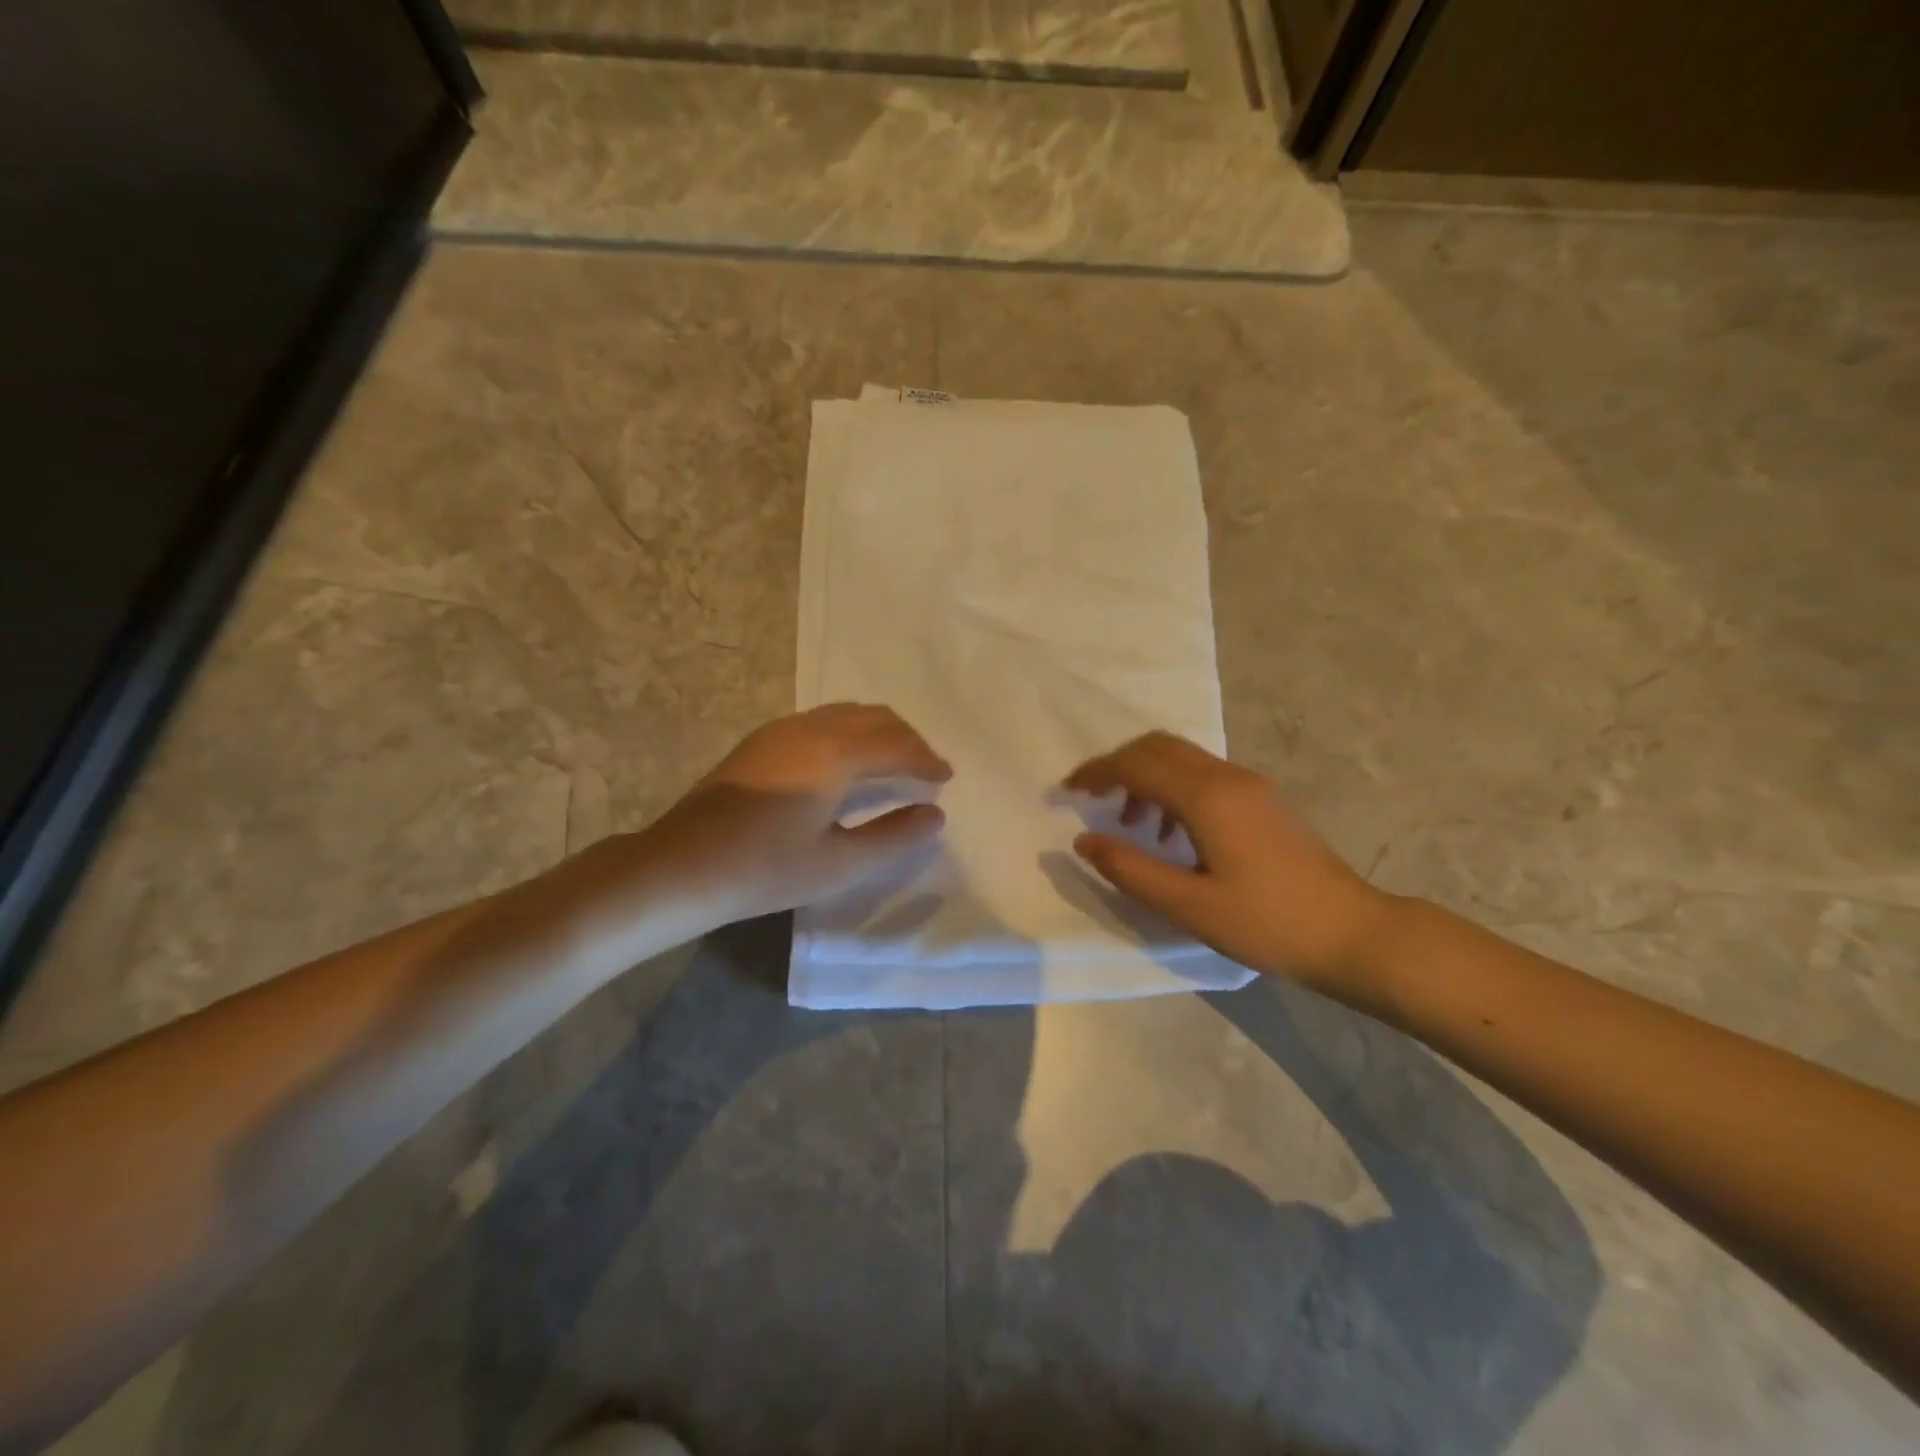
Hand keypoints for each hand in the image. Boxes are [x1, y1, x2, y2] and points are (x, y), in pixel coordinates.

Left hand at [625, 704, 951, 930]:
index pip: (895, 745)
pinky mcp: (761, 741)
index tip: (947, 777)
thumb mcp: (838, 863)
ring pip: (846, 714)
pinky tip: (847, 763)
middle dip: (907, 739)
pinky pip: (823, 720)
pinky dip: (851, 732)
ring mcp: (781, 730)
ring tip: (894, 763)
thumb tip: (935, 815)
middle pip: (874, 718)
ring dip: (878, 732)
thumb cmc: (765, 869)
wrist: (681, 866)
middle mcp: (811, 728)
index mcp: (834, 754)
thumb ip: (893, 837)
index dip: (926, 759)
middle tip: (926, 769)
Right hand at [1064, 731, 1393, 996]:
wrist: (1352, 933)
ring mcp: (1251, 785)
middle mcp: (1228, 777)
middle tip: (1091, 797)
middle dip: (1118, 765)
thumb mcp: (1189, 905)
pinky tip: (1171, 833)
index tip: (1065, 791)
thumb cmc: (1267, 923)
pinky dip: (1172, 789)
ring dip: (1146, 777)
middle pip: (1159, 746)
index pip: (1137, 764)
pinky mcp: (1263, 800)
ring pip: (1182, 759)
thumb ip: (1130, 869)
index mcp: (1207, 797)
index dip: (1096, 772)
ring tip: (1131, 825)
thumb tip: (1084, 840)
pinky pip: (1204, 776)